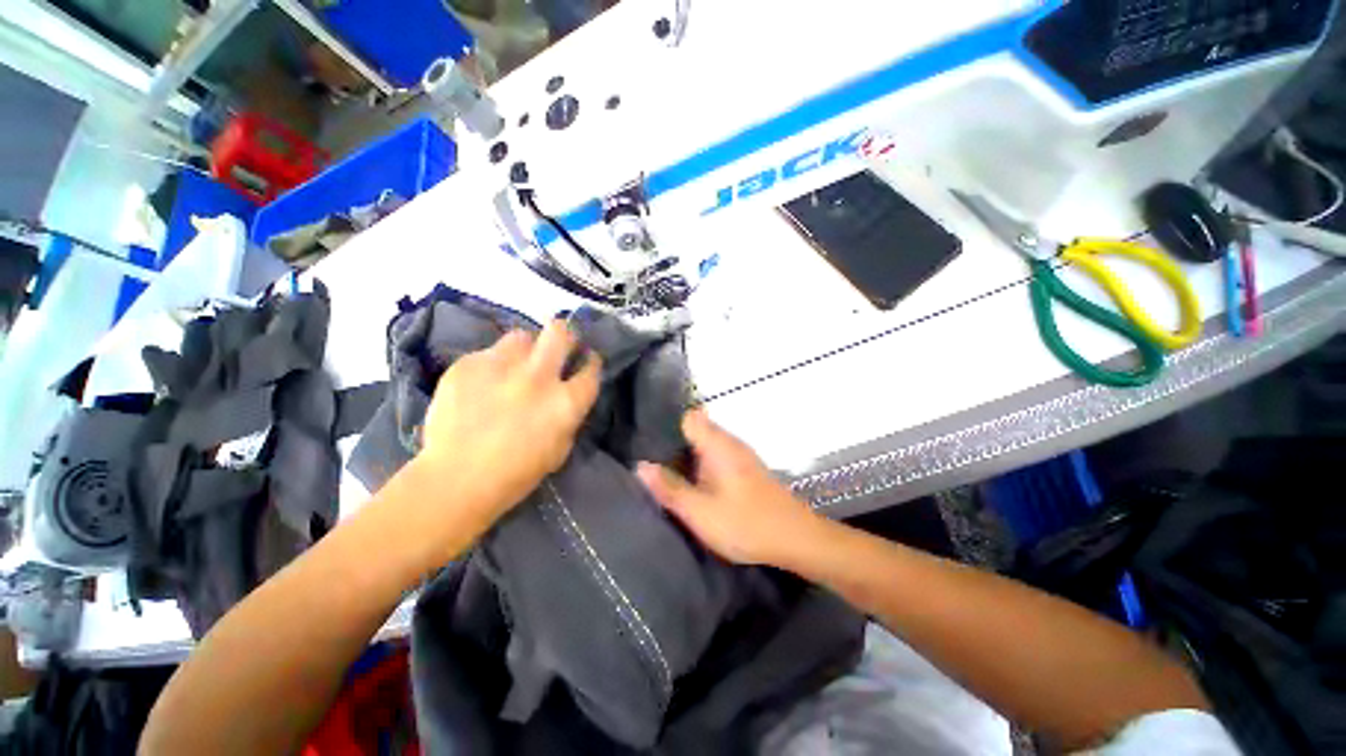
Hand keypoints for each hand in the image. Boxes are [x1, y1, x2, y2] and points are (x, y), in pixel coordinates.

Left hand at [414, 320, 601, 532]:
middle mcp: (538, 376)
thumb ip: (569, 414)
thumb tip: (567, 393)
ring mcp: (501, 367)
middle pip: (560, 332)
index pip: (590, 368)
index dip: (591, 362)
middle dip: (564, 335)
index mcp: (565, 401)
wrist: (455, 479)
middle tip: (557, 347)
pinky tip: (482, 385)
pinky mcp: (468, 365)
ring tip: (515, 366)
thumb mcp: (560, 448)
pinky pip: (488, 353)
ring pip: (522, 336)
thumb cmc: (516, 473)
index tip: (585, 362)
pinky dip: (492, 365)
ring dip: (525, 349)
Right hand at [637, 409, 822, 565]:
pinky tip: (691, 483)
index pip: (688, 416)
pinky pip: (716, 456)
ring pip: (706, 444)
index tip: (645, 437)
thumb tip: (640, 465)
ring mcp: (740, 455)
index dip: (667, 422)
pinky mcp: (746, 469)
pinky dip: (701, 464)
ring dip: (686, 454)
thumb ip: (669, 488)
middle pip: (696, 429)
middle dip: (672, 441)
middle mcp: (729, 442)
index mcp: (717, 444)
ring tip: (663, 471)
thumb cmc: (746, 523)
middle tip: (648, 458)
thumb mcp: (700, 512)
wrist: (796, 539)